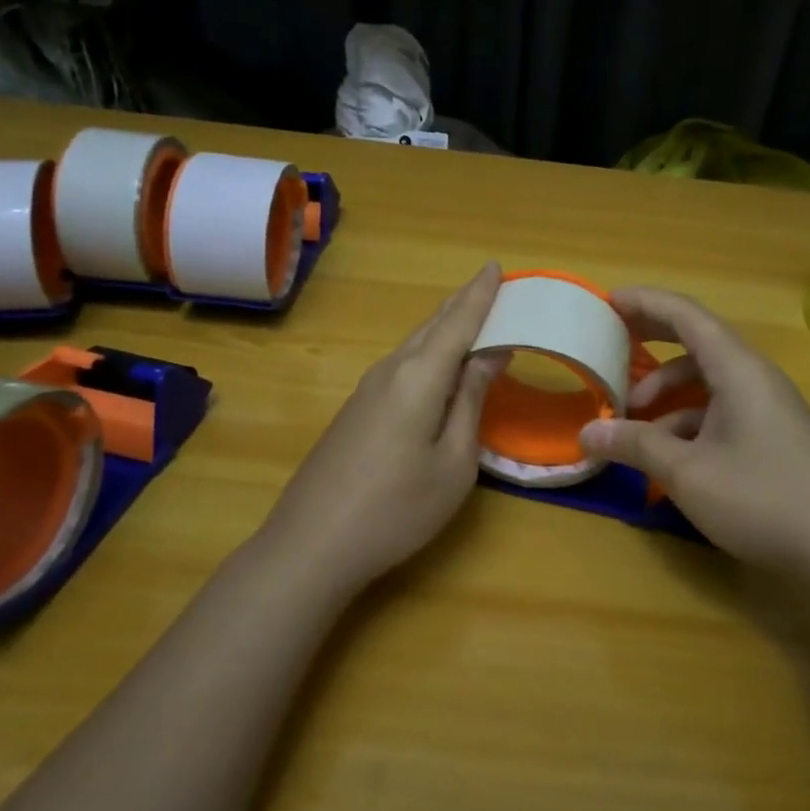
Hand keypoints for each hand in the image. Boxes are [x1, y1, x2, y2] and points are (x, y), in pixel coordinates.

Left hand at [259, 263, 505, 589]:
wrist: (312, 544)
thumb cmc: (398, 507)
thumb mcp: (454, 461)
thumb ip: (470, 401)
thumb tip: (490, 353)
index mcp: (419, 376)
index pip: (458, 322)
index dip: (480, 294)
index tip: (496, 266)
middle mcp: (390, 370)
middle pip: (433, 326)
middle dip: (463, 303)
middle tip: (491, 285)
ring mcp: (367, 390)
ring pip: (414, 344)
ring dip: (444, 327)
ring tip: (471, 315)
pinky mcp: (356, 410)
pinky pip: (401, 366)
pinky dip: (428, 352)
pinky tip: (437, 364)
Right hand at [580, 288, 809, 581]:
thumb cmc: (763, 499)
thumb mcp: (687, 473)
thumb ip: (635, 446)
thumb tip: (588, 433)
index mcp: (737, 369)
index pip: (685, 315)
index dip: (644, 303)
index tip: (605, 301)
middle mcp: (753, 378)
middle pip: (696, 341)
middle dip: (651, 340)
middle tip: (609, 343)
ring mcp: (766, 408)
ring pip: (705, 383)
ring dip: (665, 394)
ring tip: (630, 423)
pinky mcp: (771, 437)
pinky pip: (719, 412)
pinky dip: (686, 423)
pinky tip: (666, 457)